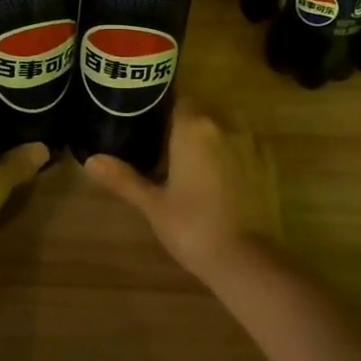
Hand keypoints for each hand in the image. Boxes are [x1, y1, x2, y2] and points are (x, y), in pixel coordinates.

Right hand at [83, 101, 279, 279]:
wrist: (248, 260)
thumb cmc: (192, 227)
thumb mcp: (152, 204)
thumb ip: (123, 178)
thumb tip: (90, 160)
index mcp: (193, 127)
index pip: (177, 99)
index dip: (162, 110)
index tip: (148, 125)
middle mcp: (225, 124)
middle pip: (202, 111)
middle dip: (185, 125)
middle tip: (164, 148)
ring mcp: (252, 143)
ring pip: (225, 127)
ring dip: (210, 137)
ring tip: (192, 163)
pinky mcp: (269, 163)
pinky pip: (244, 146)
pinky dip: (231, 153)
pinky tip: (221, 178)